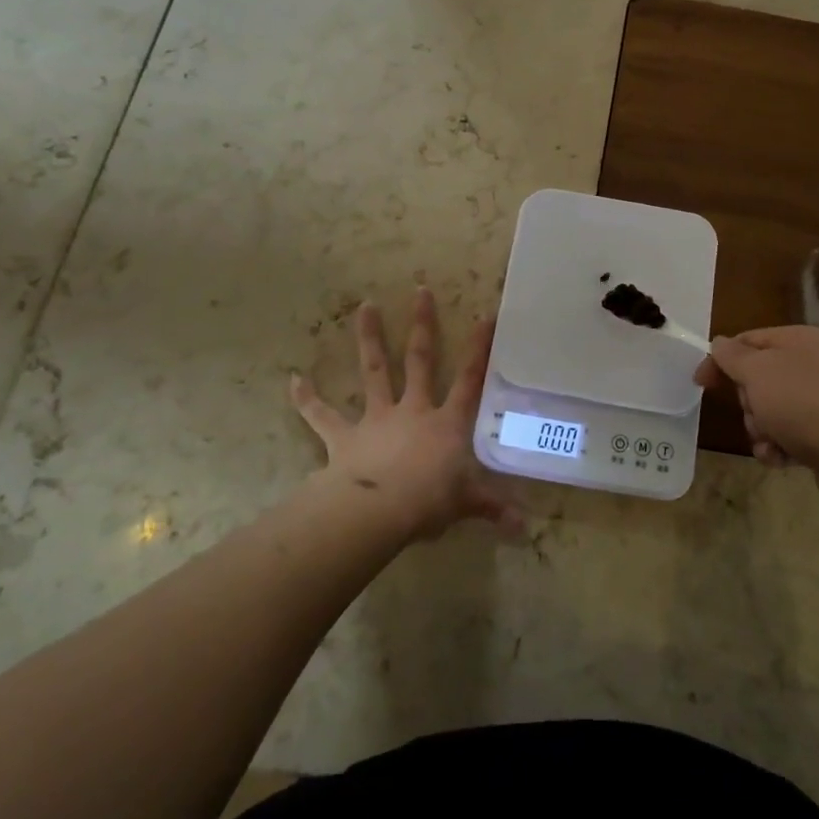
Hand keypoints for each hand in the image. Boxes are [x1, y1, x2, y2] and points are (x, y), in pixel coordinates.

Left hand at [290, 288, 521, 541]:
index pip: (469, 380)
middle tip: (420, 291)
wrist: (378, 511)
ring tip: (365, 307)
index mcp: (446, 423)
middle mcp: (413, 410)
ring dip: (369, 339)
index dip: (479, 349)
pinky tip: (293, 380)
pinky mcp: (344, 437)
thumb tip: (524, 527)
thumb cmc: (429, 501)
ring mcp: (377, 419)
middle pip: (419, 360)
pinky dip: (308, 399)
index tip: (485, 316)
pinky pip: (323, 416)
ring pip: (374, 372)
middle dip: (422, 325)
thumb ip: (493, 508)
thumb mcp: (467, 503)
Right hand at [695, 325, 818, 508]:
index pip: (748, 340)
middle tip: (755, 413)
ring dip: (761, 428)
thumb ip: (732, 355)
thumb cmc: (803, 406)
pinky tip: (782, 458)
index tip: (700, 383)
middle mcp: (813, 364)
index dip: (720, 360)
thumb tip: (720, 343)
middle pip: (758, 378)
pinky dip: (779, 446)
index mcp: (799, 340)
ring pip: (770, 409)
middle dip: (748, 402)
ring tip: (772, 441)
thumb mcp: (758, 372)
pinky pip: (789, 433)